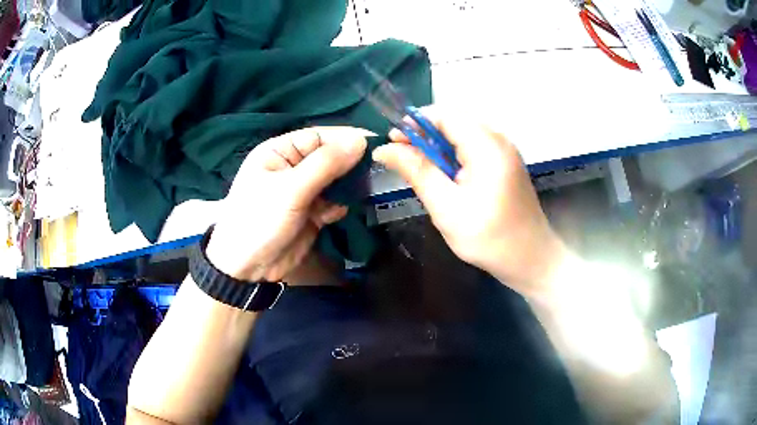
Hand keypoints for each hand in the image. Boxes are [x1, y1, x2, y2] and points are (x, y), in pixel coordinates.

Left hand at [206, 127, 368, 282]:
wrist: (247, 269)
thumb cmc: (260, 220)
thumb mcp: (290, 188)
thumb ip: (326, 164)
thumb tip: (361, 140)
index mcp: (281, 151)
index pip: (320, 137)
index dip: (347, 138)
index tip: (378, 144)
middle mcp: (293, 167)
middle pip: (330, 157)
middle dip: (351, 163)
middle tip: (380, 169)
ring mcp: (303, 191)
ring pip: (335, 181)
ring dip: (350, 185)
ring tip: (369, 189)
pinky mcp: (311, 213)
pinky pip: (334, 202)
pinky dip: (341, 205)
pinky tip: (343, 212)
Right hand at [373, 108, 565, 297]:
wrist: (531, 259)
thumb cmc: (489, 238)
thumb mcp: (446, 207)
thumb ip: (417, 172)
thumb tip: (383, 149)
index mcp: (487, 146)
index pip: (445, 115)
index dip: (415, 122)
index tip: (393, 141)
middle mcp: (499, 140)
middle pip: (454, 122)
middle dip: (425, 135)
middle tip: (403, 159)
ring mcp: (506, 151)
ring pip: (463, 135)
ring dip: (438, 147)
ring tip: (422, 171)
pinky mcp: (507, 164)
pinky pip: (475, 148)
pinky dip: (455, 156)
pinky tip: (447, 178)